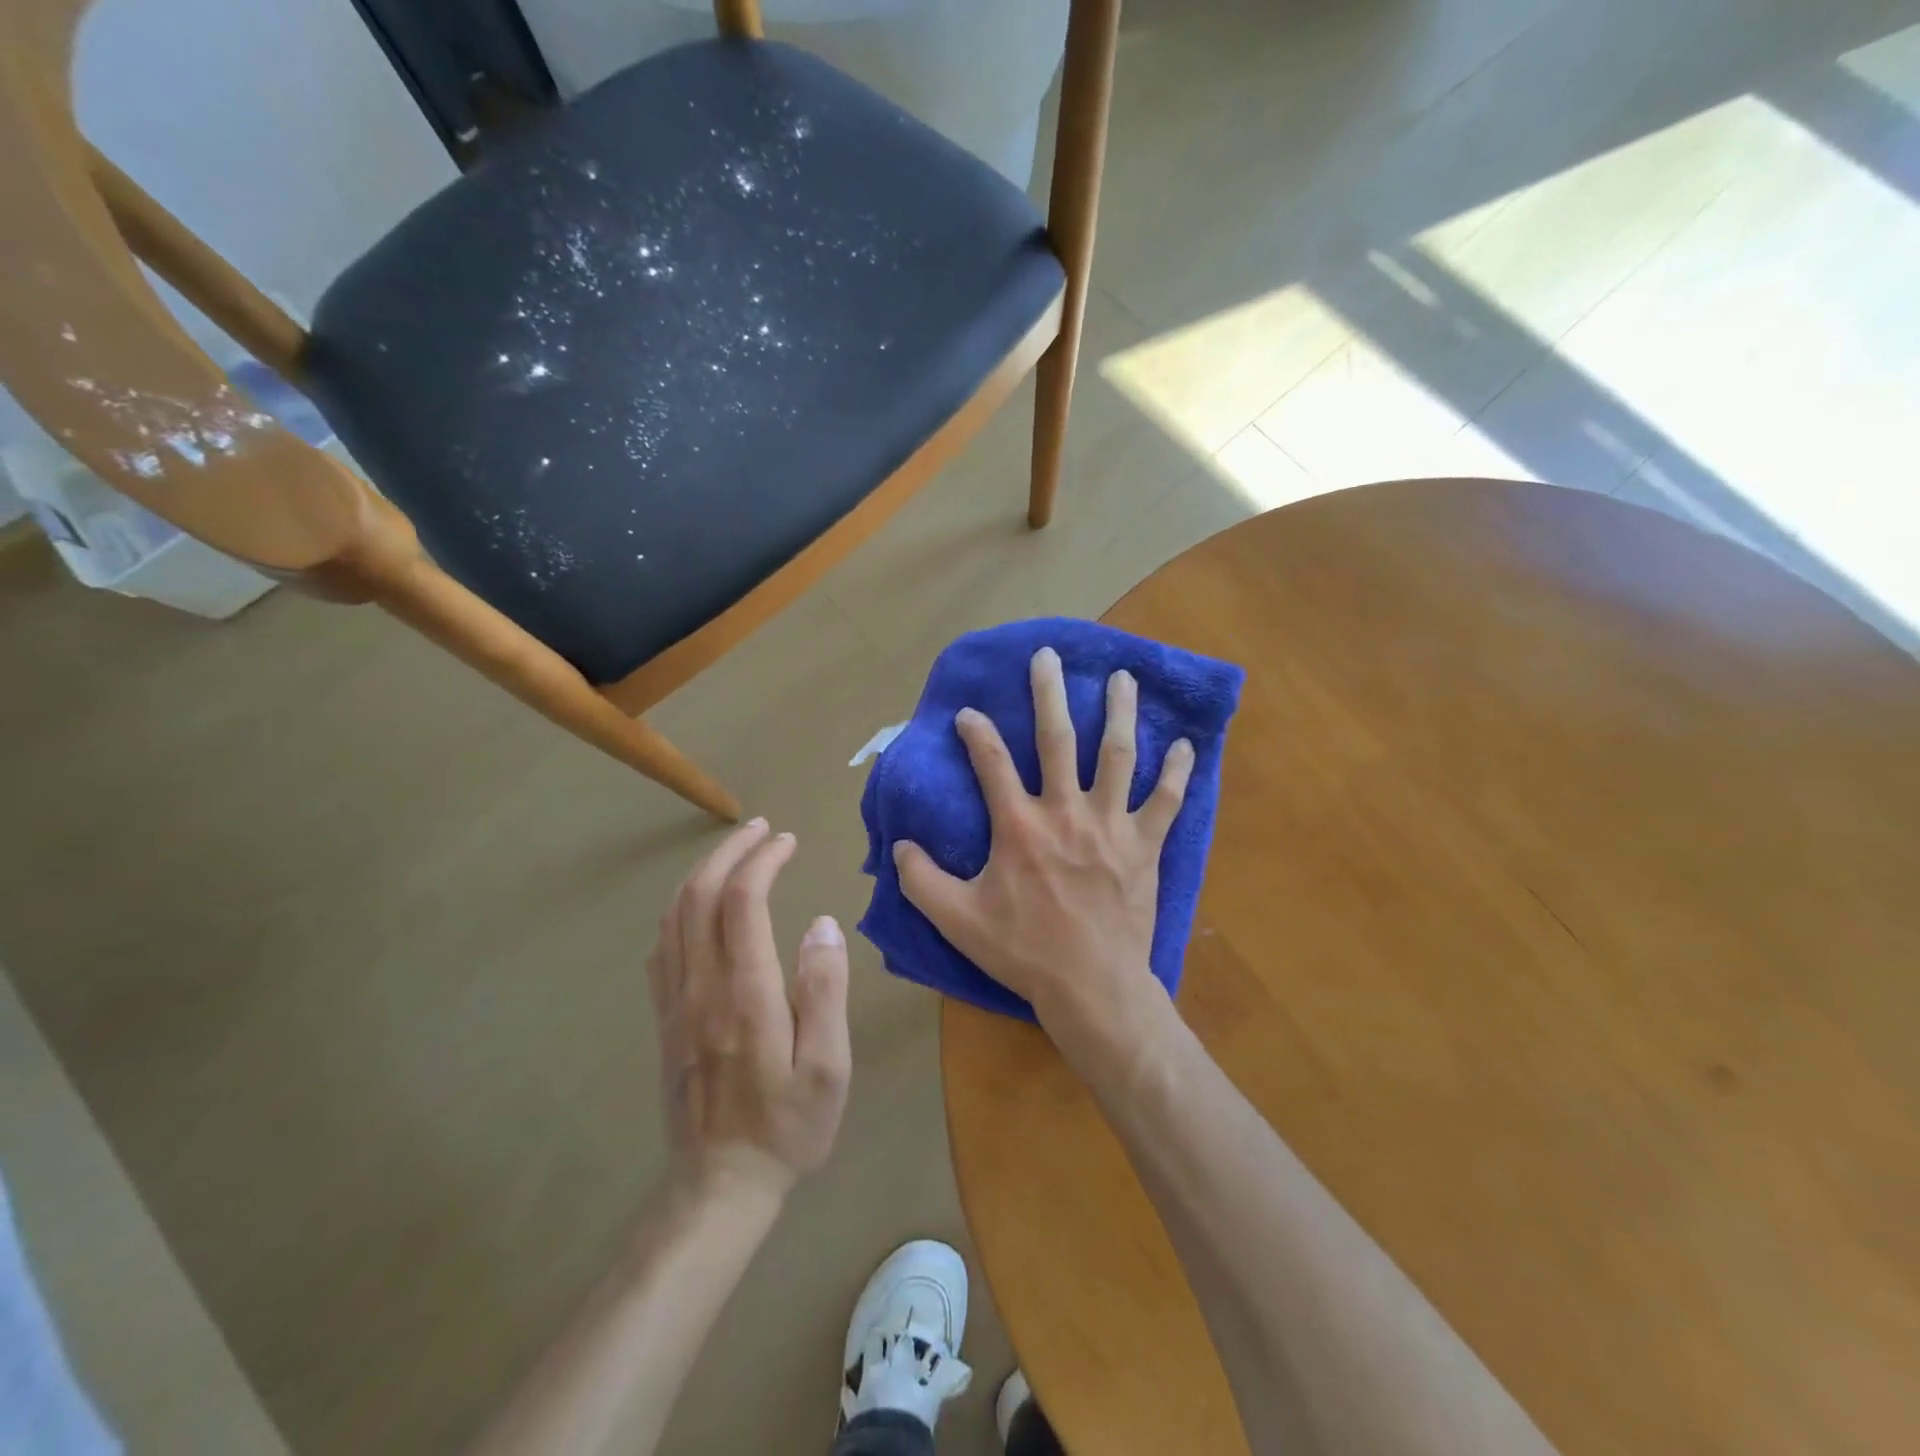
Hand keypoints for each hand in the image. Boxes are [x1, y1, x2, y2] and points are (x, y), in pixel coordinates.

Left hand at [648, 820, 851, 1203]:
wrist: (721, 1186)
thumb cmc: (789, 1125)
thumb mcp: (829, 1066)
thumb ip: (825, 990)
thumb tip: (822, 924)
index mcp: (746, 993)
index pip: (743, 902)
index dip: (763, 860)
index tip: (786, 841)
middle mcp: (703, 987)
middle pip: (700, 896)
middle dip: (729, 852)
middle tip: (759, 829)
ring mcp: (676, 1003)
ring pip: (675, 917)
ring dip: (701, 874)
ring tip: (733, 853)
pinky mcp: (665, 1021)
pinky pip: (661, 949)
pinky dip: (679, 911)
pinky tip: (697, 907)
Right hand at [892, 647, 1193, 1030]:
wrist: (1092, 987)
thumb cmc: (1024, 952)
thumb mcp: (957, 920)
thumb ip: (921, 880)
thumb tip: (899, 845)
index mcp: (1019, 826)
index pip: (992, 762)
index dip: (977, 732)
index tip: (969, 712)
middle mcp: (1065, 812)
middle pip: (1058, 739)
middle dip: (1050, 693)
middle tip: (1049, 656)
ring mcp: (1111, 826)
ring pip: (1118, 755)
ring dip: (1119, 712)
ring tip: (1122, 677)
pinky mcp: (1145, 846)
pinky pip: (1167, 801)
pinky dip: (1176, 772)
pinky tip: (1183, 744)